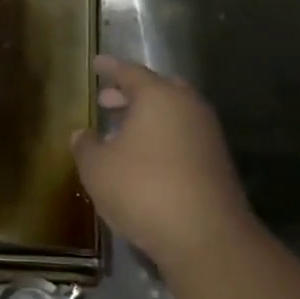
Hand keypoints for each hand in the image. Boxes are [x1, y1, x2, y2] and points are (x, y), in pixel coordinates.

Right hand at [71, 56, 255, 270]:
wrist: (204, 235)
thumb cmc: (142, 189)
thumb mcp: (98, 168)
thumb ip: (86, 146)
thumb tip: (82, 134)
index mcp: (159, 97)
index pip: (130, 72)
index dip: (110, 68)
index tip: (96, 64)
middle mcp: (188, 107)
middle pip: (158, 90)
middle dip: (131, 93)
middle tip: (107, 100)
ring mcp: (207, 134)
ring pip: (173, 114)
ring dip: (147, 118)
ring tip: (121, 131)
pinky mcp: (216, 162)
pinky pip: (183, 137)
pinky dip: (161, 138)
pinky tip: (143, 158)